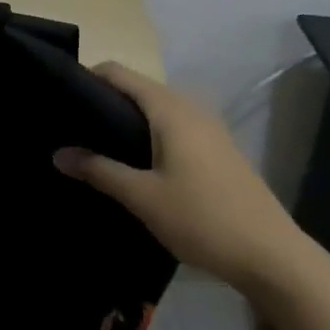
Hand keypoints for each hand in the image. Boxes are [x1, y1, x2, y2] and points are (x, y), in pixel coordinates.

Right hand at [55, 62, 302, 289]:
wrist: (271, 256)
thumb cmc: (202, 219)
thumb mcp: (142, 197)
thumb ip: (99, 170)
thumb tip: (57, 153)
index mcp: (170, 109)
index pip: (119, 73)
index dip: (87, 78)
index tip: (59, 98)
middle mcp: (189, 108)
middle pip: (137, 88)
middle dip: (103, 101)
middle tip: (70, 126)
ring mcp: (208, 128)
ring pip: (155, 109)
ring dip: (126, 120)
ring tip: (94, 144)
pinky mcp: (217, 149)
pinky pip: (172, 126)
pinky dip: (147, 133)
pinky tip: (133, 162)